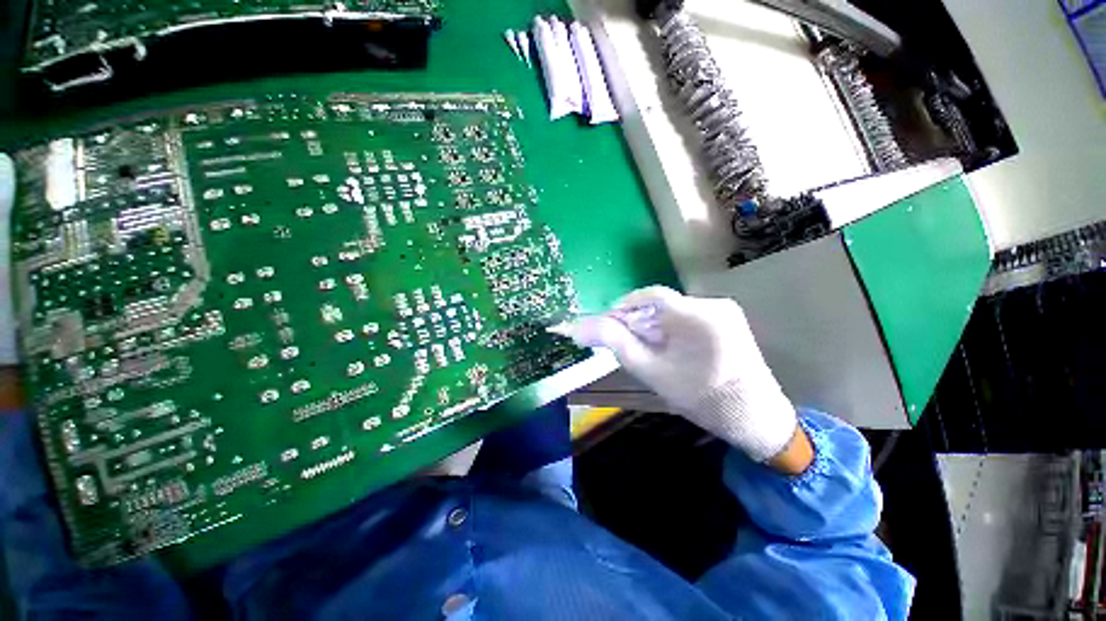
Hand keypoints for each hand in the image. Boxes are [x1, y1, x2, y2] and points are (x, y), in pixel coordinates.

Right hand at [556, 286, 801, 464]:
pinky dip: (672, 329)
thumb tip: (578, 327)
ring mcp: (724, 309)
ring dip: (655, 326)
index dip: (623, 308)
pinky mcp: (728, 318)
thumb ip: (615, 343)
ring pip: (673, 310)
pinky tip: (672, 350)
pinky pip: (689, 316)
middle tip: (630, 347)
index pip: (648, 296)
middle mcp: (713, 303)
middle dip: (639, 322)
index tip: (610, 327)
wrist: (755, 418)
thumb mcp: (651, 371)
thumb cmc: (701, 398)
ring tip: (651, 352)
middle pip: (661, 304)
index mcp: (696, 315)